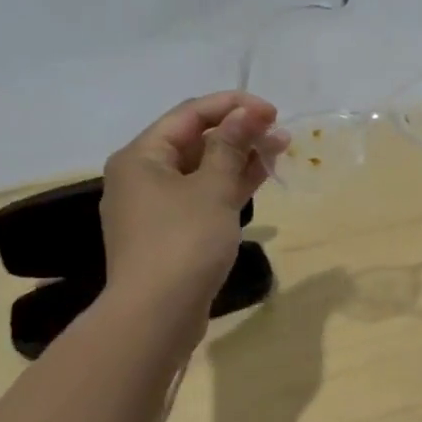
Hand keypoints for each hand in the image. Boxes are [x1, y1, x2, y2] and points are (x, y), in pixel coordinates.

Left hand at [100, 92, 287, 310]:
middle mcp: (143, 176)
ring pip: (202, 169)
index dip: (233, 106)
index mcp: (142, 156)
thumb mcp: (212, 188)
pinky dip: (229, 185)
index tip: (272, 111)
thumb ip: (231, 146)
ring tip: (279, 150)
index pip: (190, 114)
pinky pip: (203, 195)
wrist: (156, 315)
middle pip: (195, 140)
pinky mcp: (172, 232)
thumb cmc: (183, 242)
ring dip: (239, 157)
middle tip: (280, 133)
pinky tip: (260, 177)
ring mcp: (156, 207)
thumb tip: (247, 114)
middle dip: (239, 132)